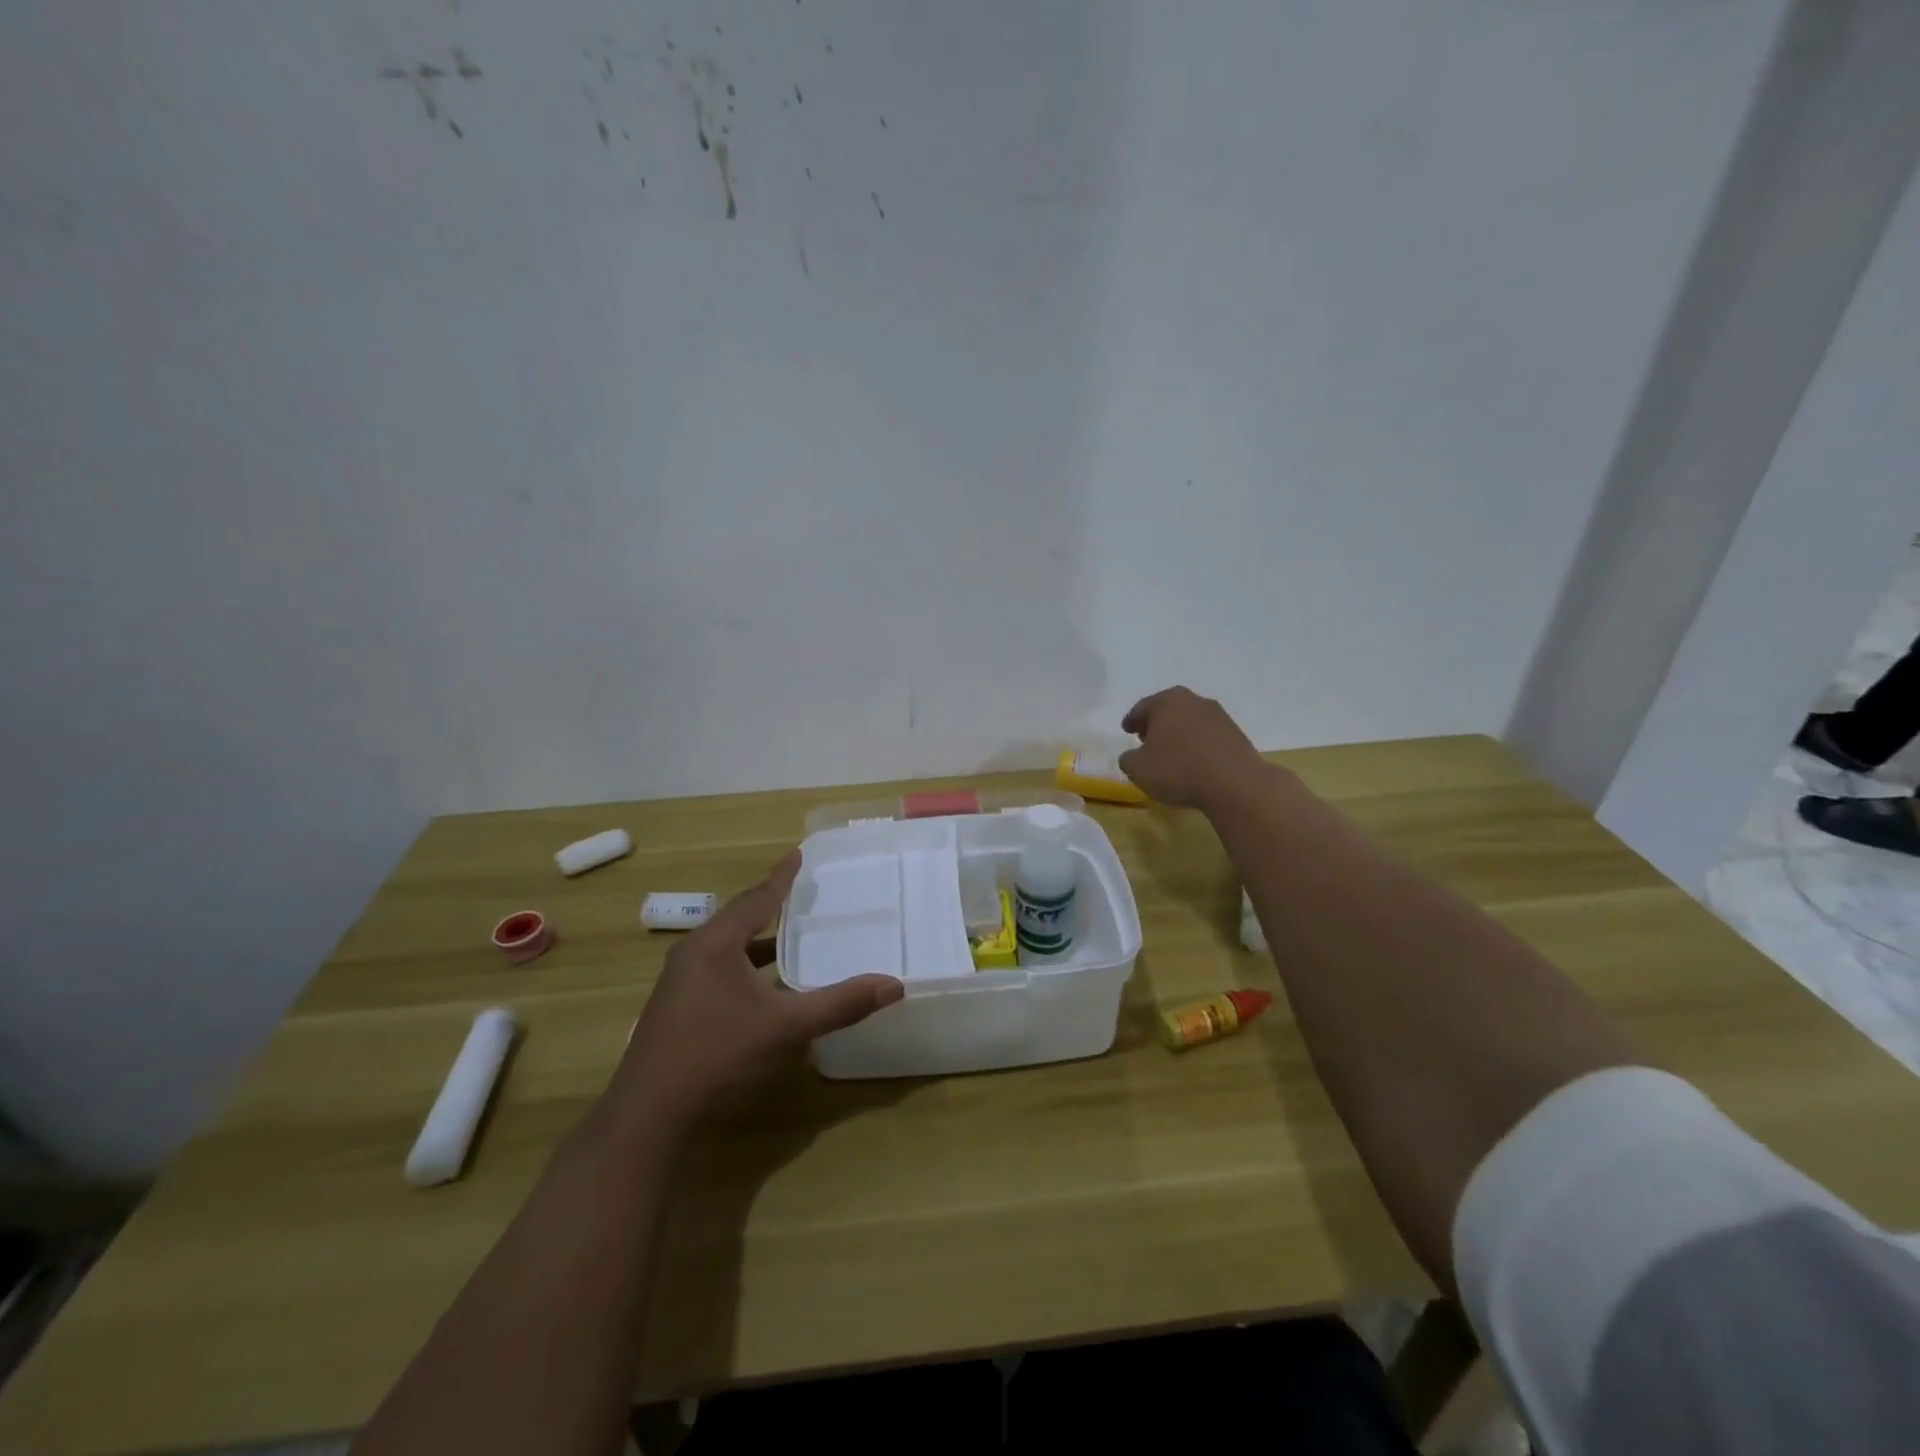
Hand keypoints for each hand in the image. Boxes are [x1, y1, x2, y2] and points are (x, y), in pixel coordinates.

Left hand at [610, 851, 903, 1131]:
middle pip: (737, 917)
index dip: (781, 877)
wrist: (648, 1117)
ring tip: (788, 936)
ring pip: (725, 947)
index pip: (757, 898)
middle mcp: (693, 954)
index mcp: (715, 944)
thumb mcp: (786, 1028)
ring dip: (756, 939)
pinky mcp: (675, 1008)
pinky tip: (762, 986)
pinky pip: (716, 969)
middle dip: (768, 904)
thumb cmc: (717, 1056)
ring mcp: (678, 982)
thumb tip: (893, 985)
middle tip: (799, 892)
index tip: (798, 854)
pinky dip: (743, 965)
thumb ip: (840, 1004)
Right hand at [1118, 686, 1266, 810]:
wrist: (1234, 784)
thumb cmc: (1178, 770)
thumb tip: (1133, 756)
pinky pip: (1208, 735)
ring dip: (1179, 733)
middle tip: (1147, 737)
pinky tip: (1194, 761)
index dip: (1132, 720)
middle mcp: (1193, 701)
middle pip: (1168, 709)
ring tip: (1171, 751)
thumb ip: (1128, 759)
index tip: (1126, 729)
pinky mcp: (1236, 734)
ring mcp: (1219, 716)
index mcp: (1166, 702)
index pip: (1142, 708)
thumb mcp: (1138, 769)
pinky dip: (1198, 744)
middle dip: (1157, 722)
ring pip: (1190, 720)